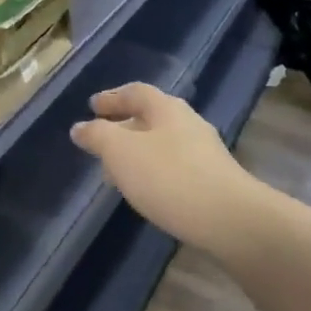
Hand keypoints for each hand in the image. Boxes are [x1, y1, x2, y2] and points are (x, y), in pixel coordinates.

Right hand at [69, 83, 266, 261]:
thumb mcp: (121, 152)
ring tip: (118, 172)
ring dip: (138, 152)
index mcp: (167, 108)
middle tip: (101, 142)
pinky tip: (147, 192)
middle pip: (151, 117)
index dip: (112, 98)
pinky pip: (175, 166)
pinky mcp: (214, 180)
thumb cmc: (169, 177)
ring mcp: (205, 152)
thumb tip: (80, 127)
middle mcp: (188, 123)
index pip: (135, 92)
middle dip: (124, 127)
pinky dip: (154, 171)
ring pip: (163, 143)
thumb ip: (98, 136)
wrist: (230, 219)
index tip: (92, 106)